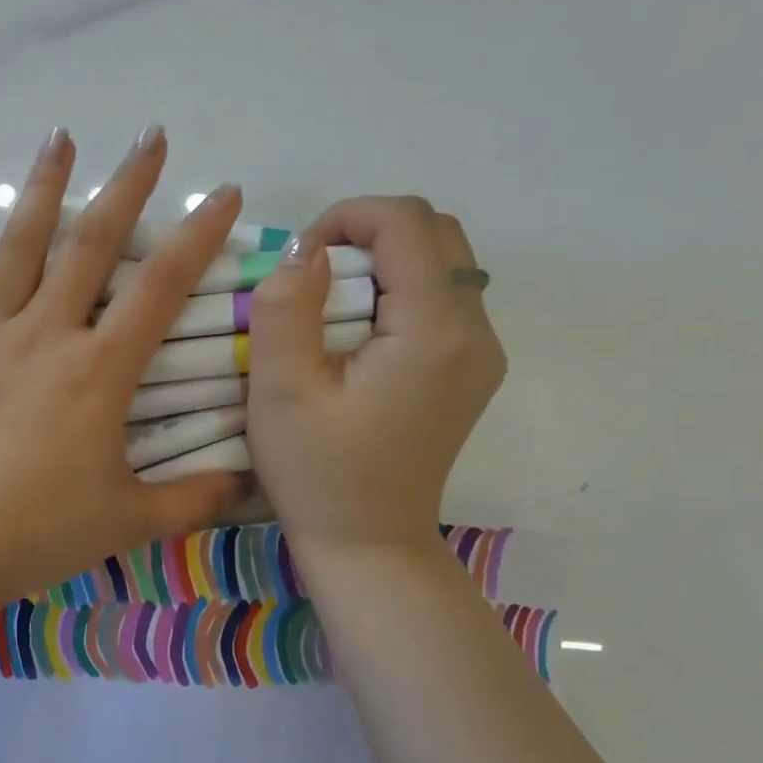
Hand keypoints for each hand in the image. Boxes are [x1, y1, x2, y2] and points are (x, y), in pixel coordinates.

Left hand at [0, 128, 248, 614]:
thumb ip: (194, 498)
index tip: (225, 192)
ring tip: (61, 136)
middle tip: (152, 135)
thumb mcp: (129, 521)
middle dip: (129, 185)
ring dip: (44, 187)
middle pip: (93, 244)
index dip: (199, 235)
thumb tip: (248, 481)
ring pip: (20, 246)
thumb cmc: (37, 533)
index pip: (162, 287)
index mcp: (99, 371)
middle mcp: (46, 334)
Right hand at [245, 197, 505, 559]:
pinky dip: (398, 293)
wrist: (367, 545)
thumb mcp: (281, 391)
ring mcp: (481, 354)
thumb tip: (307, 252)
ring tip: (331, 306)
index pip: (407, 222)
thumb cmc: (317, 473)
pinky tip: (357, 336)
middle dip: (367, 234)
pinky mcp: (468, 373)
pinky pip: (442, 301)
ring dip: (383, 263)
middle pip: (435, 233)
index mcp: (434, 331)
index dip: (346, 218)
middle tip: (314, 279)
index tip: (299, 261)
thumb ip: (287, 308)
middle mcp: (476, 332)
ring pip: (442, 264)